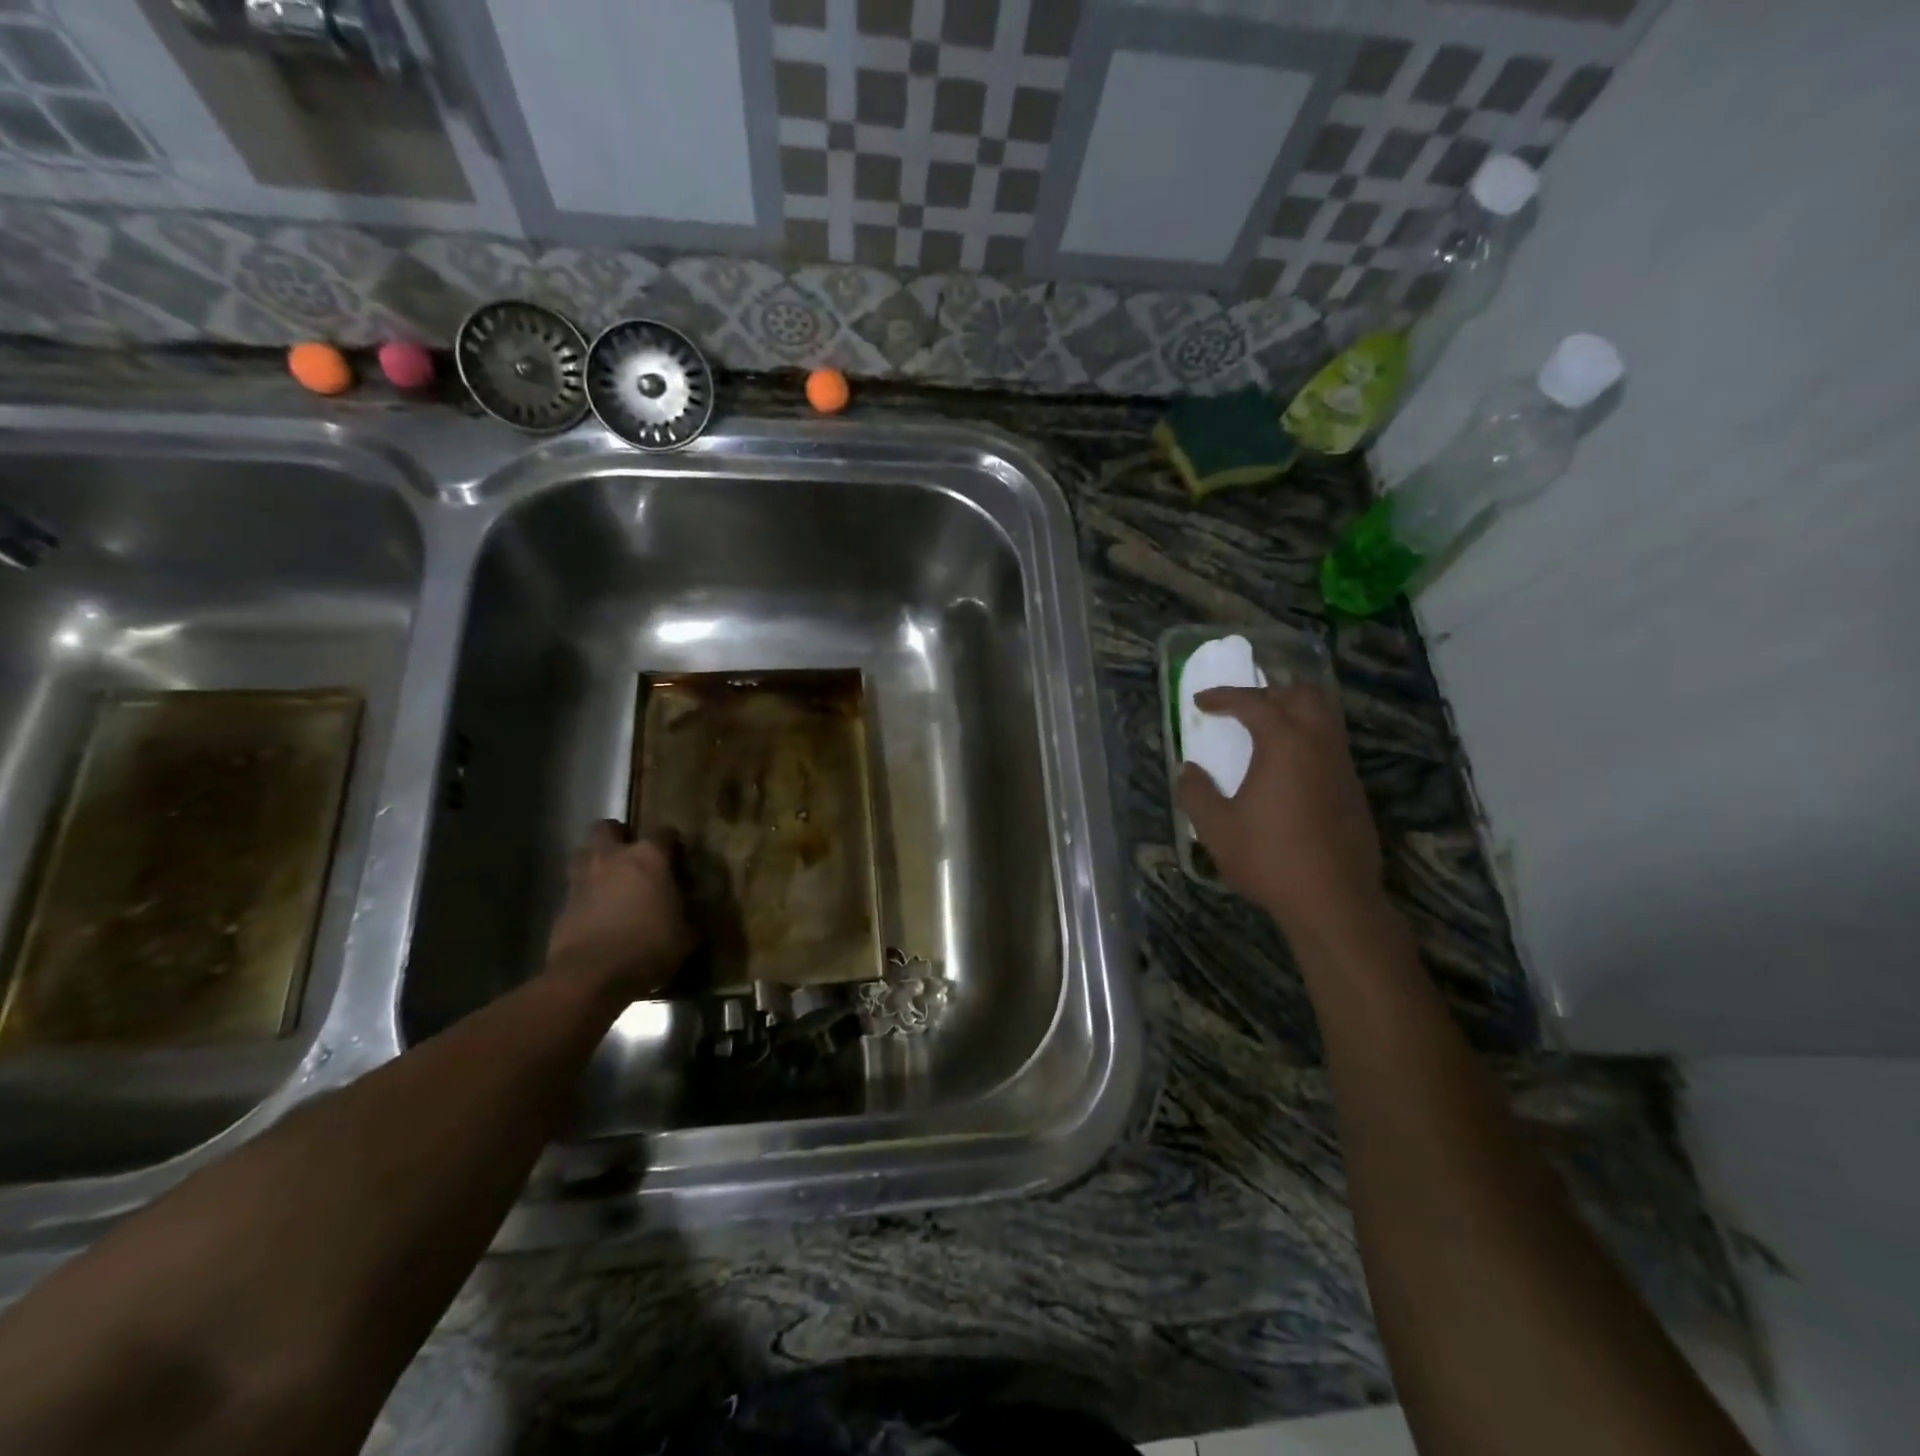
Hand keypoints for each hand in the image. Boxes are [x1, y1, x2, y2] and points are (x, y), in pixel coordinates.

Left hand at [545, 821, 692, 999]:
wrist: (592, 976)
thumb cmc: (649, 947)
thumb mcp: (686, 934)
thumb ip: (689, 914)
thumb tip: (693, 911)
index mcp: (649, 857)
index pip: (663, 833)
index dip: (671, 842)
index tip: (677, 856)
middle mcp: (612, 858)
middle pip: (607, 828)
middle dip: (619, 835)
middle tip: (632, 854)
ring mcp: (582, 880)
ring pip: (584, 853)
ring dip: (597, 860)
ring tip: (612, 880)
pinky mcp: (562, 905)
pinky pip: (576, 888)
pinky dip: (586, 894)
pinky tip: (599, 913)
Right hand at [1176, 683, 1384, 944]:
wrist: (1333, 900)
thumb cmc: (1269, 858)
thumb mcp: (1216, 828)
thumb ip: (1196, 793)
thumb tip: (1188, 771)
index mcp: (1284, 743)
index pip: (1253, 702)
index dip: (1224, 697)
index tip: (1199, 702)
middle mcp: (1319, 744)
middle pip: (1301, 695)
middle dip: (1268, 692)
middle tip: (1241, 707)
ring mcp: (1342, 766)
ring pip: (1324, 717)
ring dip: (1293, 713)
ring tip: (1265, 730)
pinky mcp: (1354, 790)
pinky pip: (1331, 745)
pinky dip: (1307, 739)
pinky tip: (1288, 768)